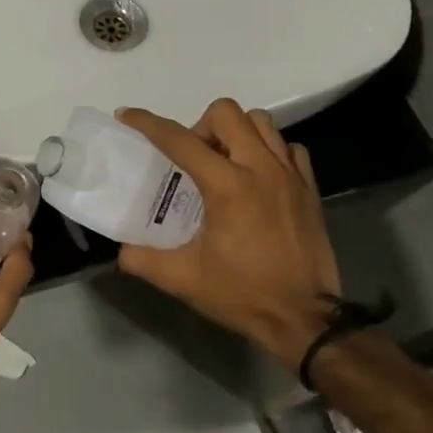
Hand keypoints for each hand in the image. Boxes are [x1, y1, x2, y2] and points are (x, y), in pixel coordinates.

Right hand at [116, 100, 341, 367]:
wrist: (305, 319)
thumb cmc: (243, 294)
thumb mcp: (183, 279)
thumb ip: (143, 259)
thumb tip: (122, 250)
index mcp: (227, 186)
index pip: (179, 139)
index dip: (148, 123)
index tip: (127, 115)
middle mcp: (260, 168)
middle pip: (226, 112)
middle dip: (200, 125)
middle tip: (191, 158)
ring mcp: (290, 175)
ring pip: (260, 122)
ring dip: (235, 132)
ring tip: (224, 162)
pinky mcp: (310, 188)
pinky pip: (288, 147)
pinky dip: (269, 150)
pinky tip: (257, 176)